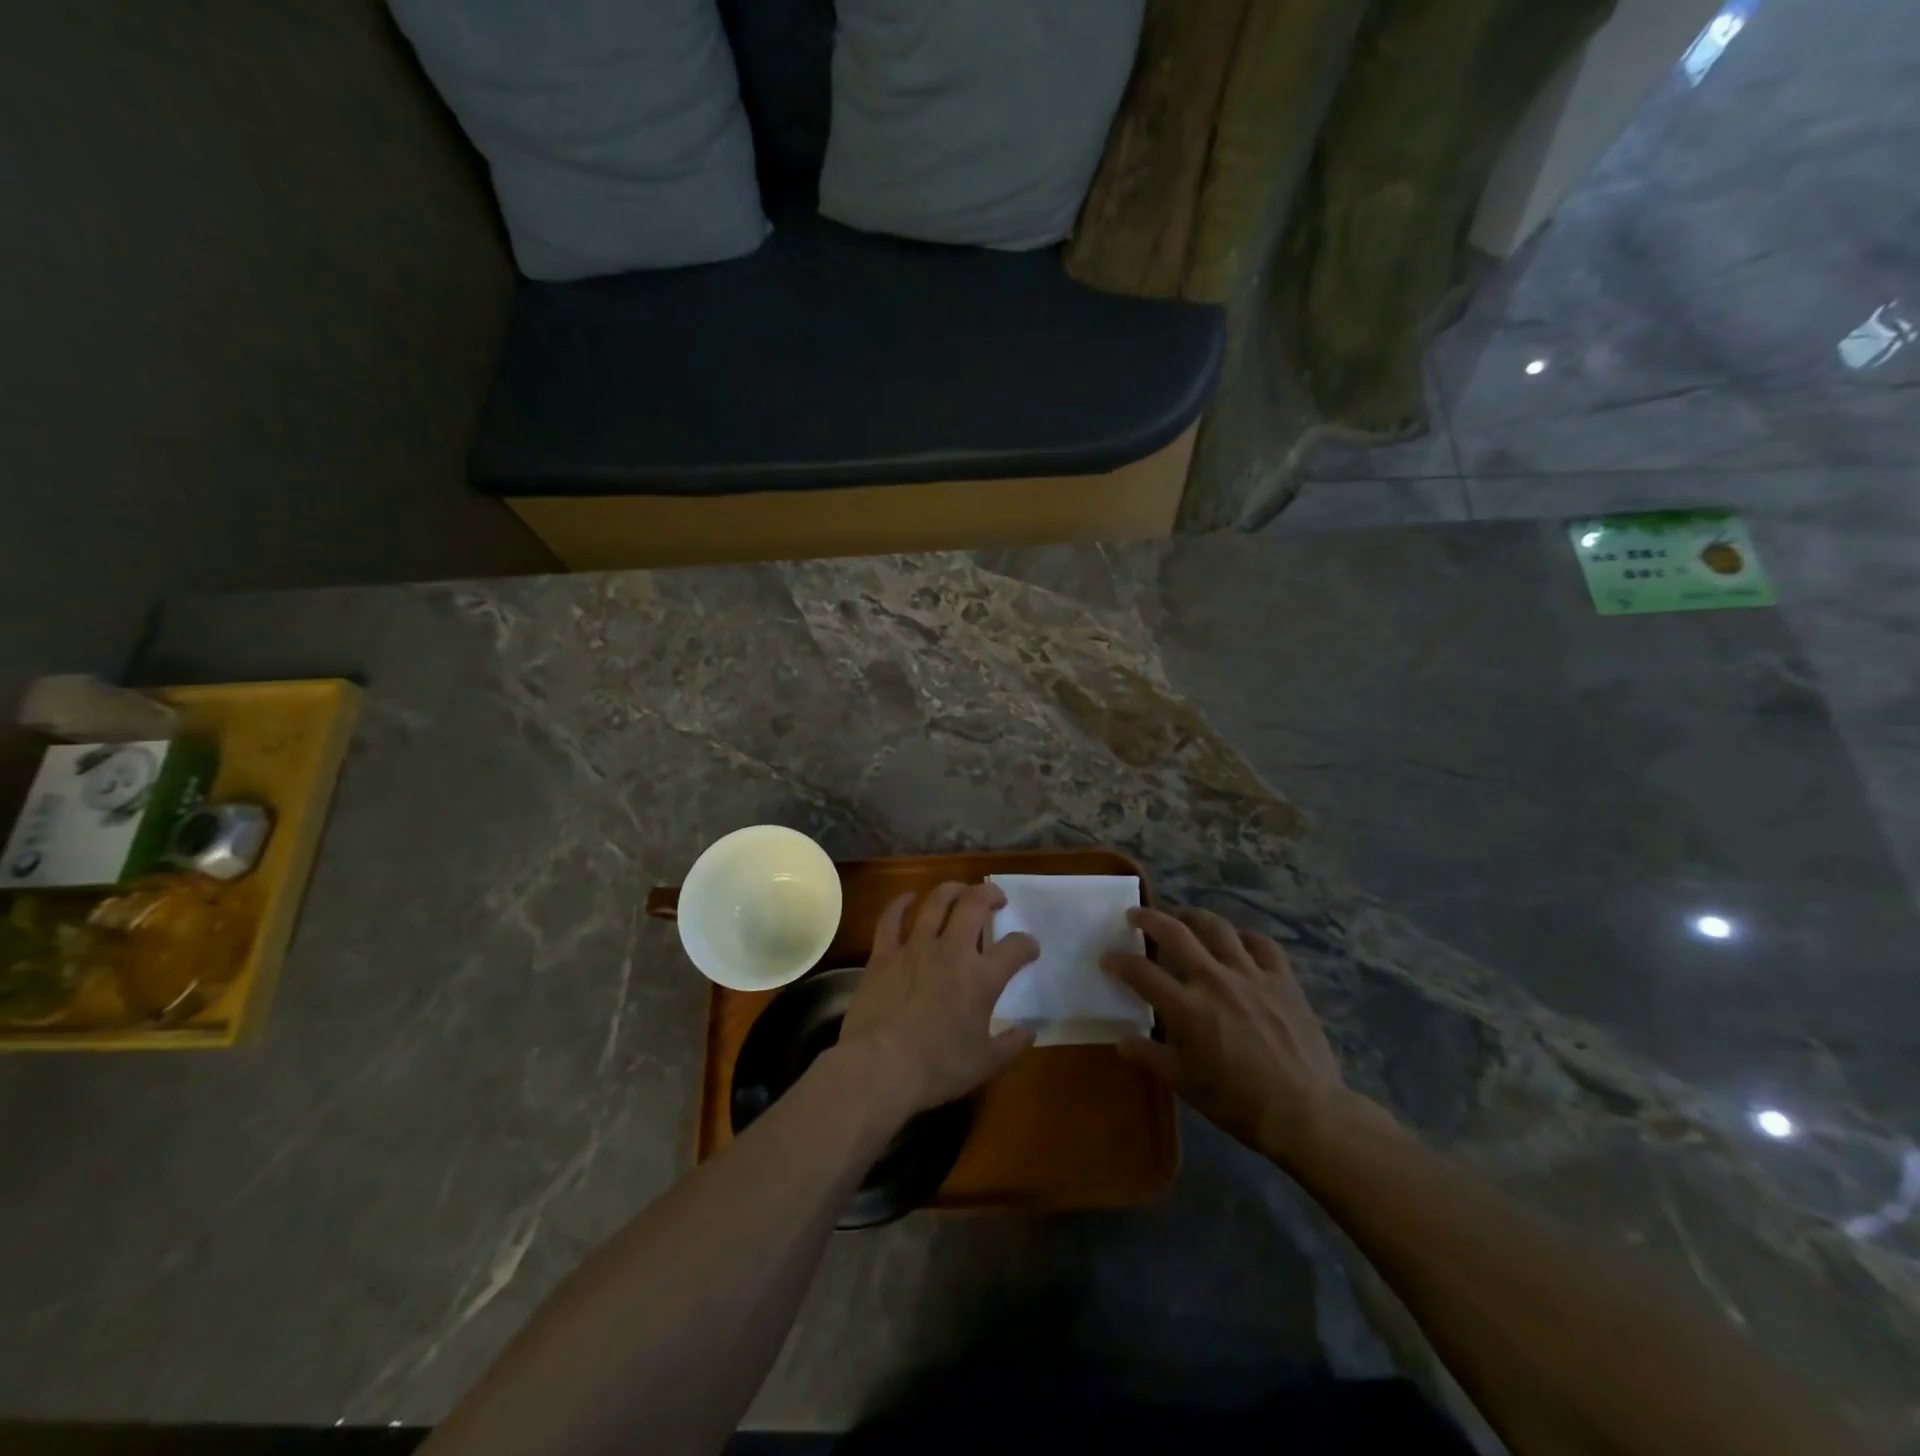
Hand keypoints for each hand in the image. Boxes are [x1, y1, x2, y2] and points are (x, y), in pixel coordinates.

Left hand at [838, 882, 1039, 1119]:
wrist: (880, 1067)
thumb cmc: (937, 1068)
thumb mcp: (985, 1064)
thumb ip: (1011, 1045)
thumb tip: (1030, 1031)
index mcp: (981, 978)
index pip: (1015, 948)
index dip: (1027, 944)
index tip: (1029, 948)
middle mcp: (951, 951)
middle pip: (974, 904)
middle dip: (989, 894)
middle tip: (996, 898)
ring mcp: (915, 947)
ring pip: (936, 902)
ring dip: (951, 889)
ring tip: (960, 890)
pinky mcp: (884, 954)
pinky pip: (891, 918)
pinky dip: (900, 903)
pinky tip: (907, 898)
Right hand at [1102, 906, 1352, 1164]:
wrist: (1305, 1113)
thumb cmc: (1238, 1104)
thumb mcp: (1186, 1085)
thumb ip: (1151, 1056)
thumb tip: (1122, 1040)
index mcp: (1186, 1008)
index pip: (1141, 972)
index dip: (1119, 961)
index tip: (1107, 957)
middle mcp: (1214, 980)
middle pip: (1175, 933)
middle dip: (1149, 919)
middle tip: (1135, 914)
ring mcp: (1251, 974)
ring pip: (1217, 928)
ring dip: (1194, 917)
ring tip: (1183, 917)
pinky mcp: (1282, 978)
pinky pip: (1261, 943)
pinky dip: (1244, 936)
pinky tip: (1237, 940)